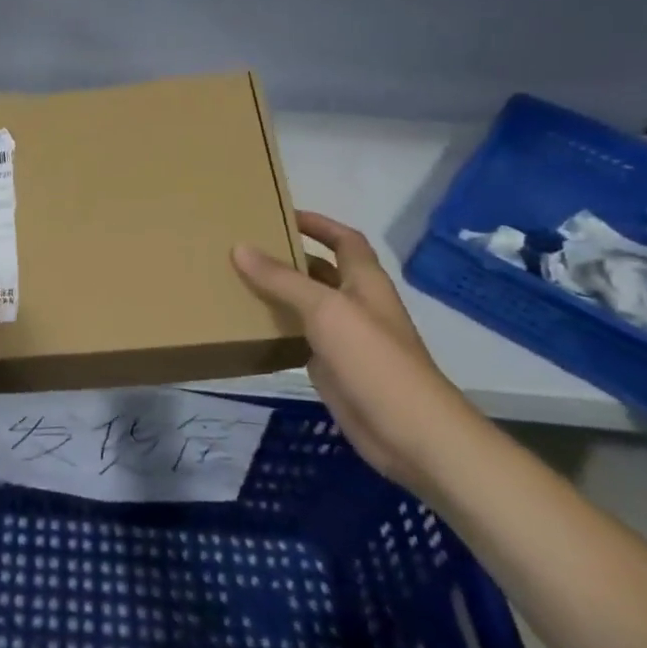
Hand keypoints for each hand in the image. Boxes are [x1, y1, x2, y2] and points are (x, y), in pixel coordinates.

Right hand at [233, 211, 484, 490]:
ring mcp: (346, 339)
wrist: (410, 433)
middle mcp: (356, 304)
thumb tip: (240, 247)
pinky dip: (278, 328)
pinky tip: (248, 325)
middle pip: (322, 270)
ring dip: (279, 292)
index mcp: (364, 282)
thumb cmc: (374, 360)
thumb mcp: (326, 310)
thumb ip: (282, 279)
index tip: (281, 214)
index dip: (318, 224)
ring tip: (237, 280)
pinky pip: (300, 338)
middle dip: (290, 256)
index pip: (344, 240)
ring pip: (308, 305)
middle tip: (245, 246)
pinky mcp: (333, 369)